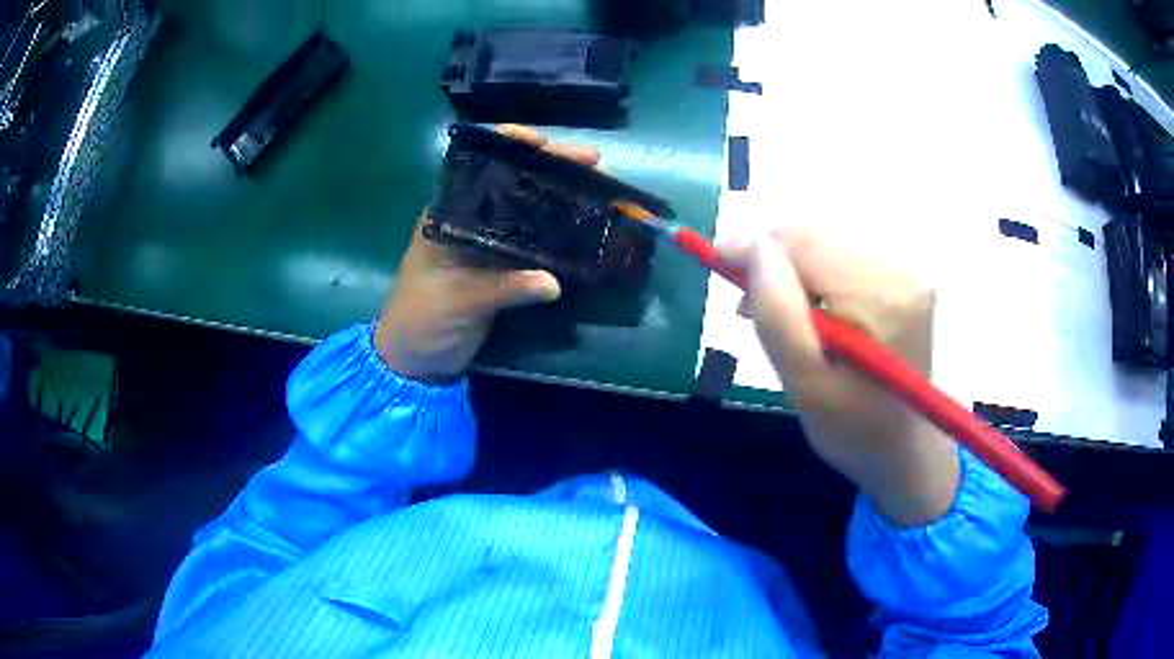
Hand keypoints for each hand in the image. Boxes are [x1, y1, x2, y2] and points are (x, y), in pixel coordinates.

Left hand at [374, 126, 599, 382]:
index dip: (509, 146)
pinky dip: (556, 234)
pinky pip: (532, 243)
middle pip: (511, 182)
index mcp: (446, 214)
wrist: (415, 362)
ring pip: (526, 210)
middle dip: (550, 168)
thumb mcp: (457, 301)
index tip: (544, 141)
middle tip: (593, 162)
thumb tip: (554, 281)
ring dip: (559, 197)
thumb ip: (502, 288)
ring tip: (597, 187)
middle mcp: (467, 220)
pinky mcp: (499, 268)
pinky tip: (583, 227)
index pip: (478, 166)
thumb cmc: (421, 321)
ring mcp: (485, 244)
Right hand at [724, 228, 959, 525]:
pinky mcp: (904, 276)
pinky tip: (812, 307)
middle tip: (748, 304)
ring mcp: (907, 270)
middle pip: (817, 235)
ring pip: (827, 240)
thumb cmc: (853, 430)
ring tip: (780, 312)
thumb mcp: (805, 386)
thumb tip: (753, 247)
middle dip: (775, 260)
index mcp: (880, 298)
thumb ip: (778, 315)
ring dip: (794, 267)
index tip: (719, 263)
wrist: (904, 449)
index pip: (806, 241)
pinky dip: (817, 273)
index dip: (757, 246)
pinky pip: (845, 254)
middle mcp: (900, 270)